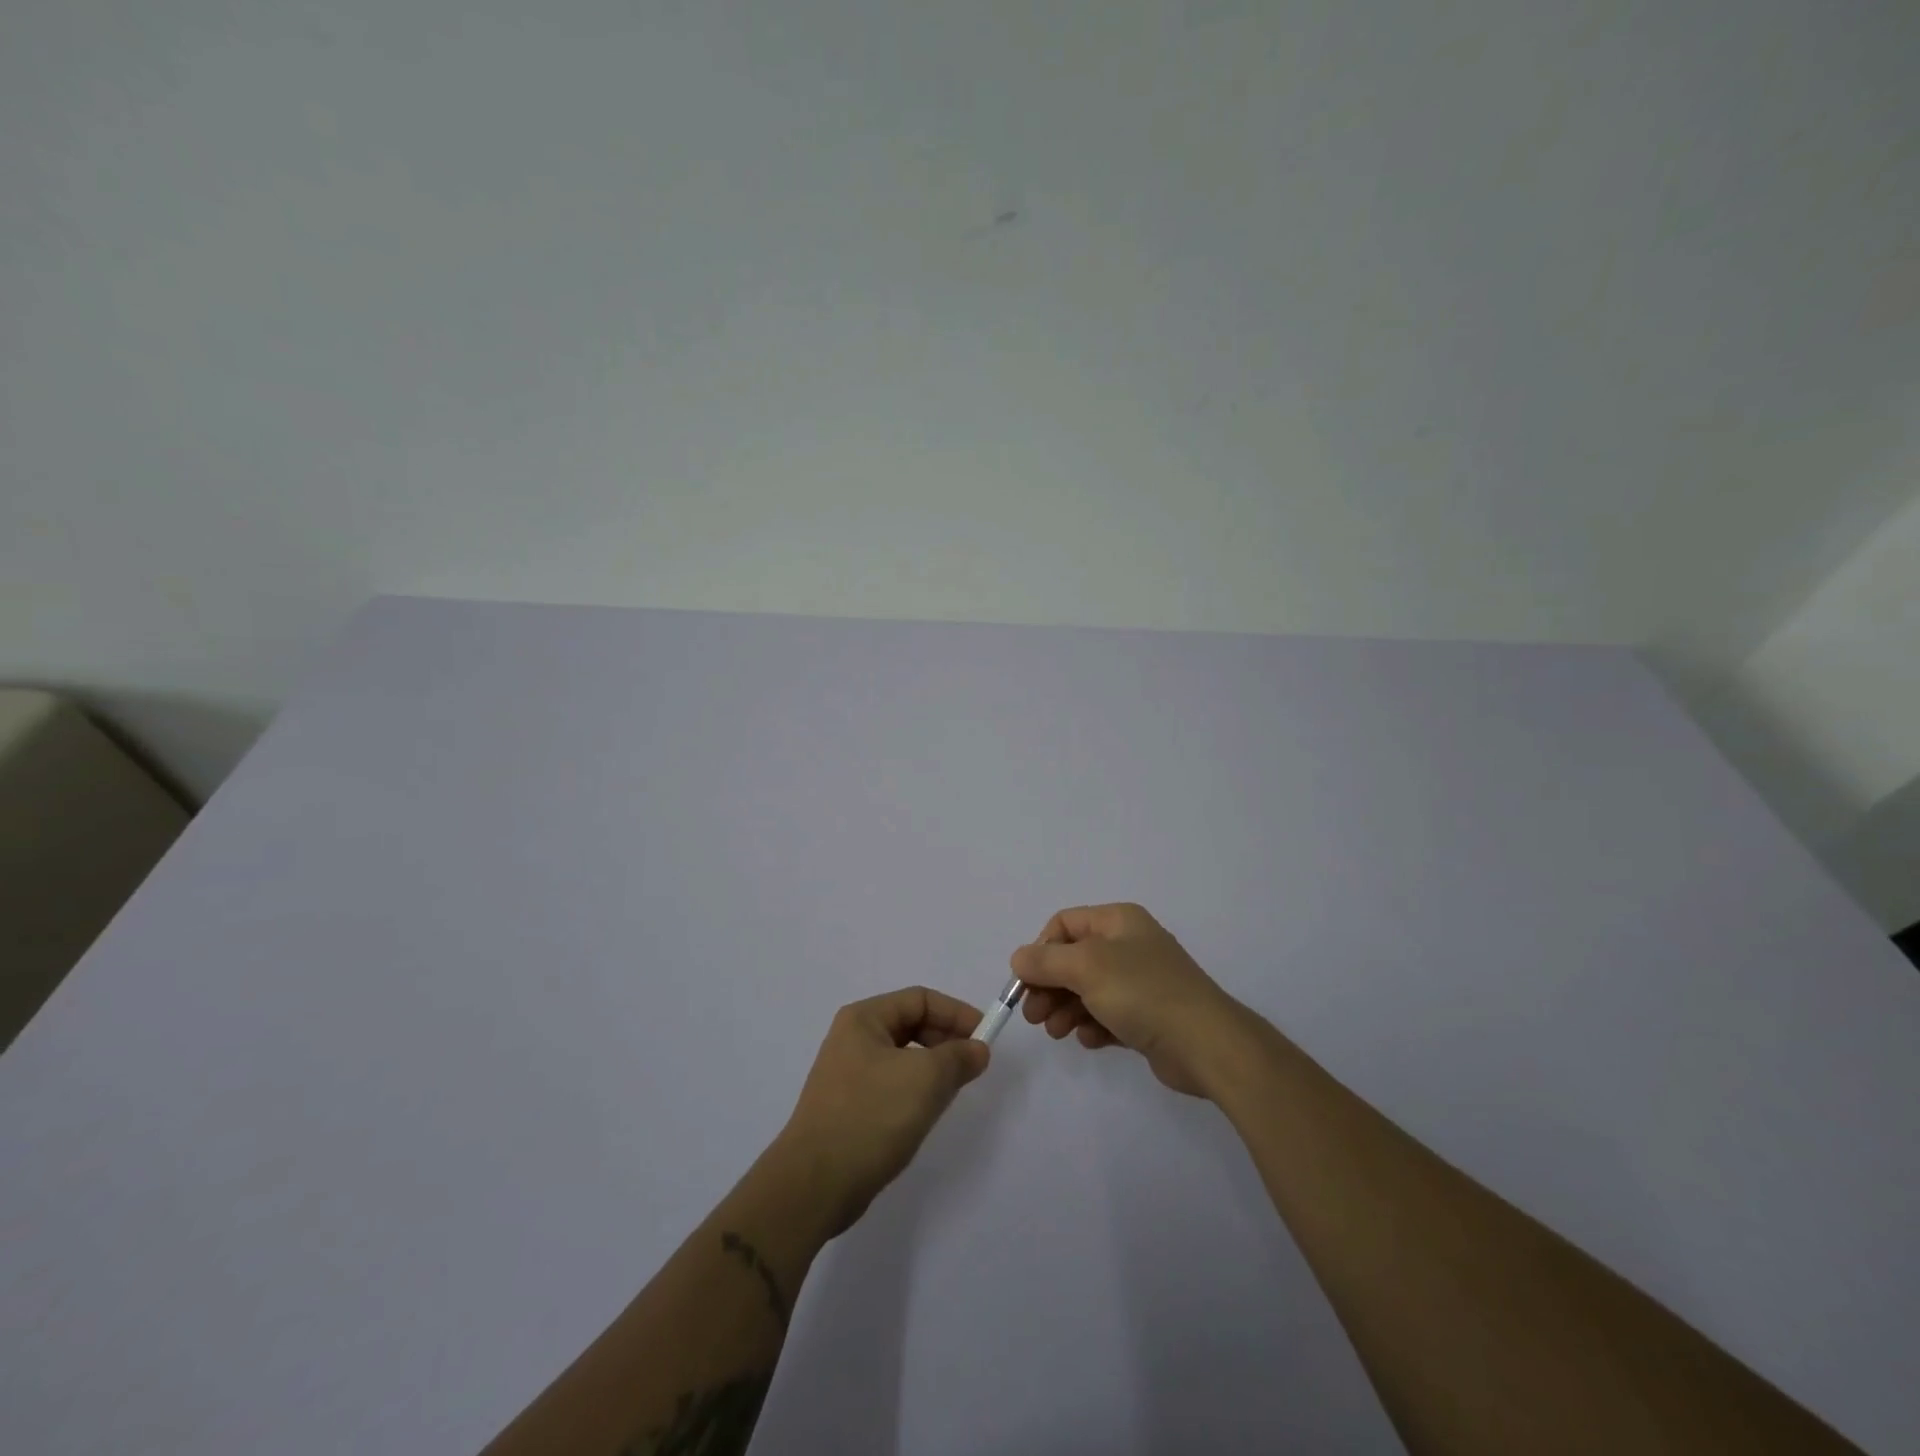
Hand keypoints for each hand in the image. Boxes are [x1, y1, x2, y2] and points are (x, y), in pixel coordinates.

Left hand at [775, 986, 990, 1235]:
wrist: (814, 1185)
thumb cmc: (871, 1117)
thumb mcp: (925, 1080)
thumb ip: (958, 1057)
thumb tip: (978, 1049)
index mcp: (863, 1019)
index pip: (920, 999)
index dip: (956, 1013)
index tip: (985, 1039)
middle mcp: (852, 1038)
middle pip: (910, 1024)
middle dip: (946, 1040)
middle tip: (973, 1065)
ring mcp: (847, 1074)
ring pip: (903, 1057)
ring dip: (933, 1067)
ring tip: (954, 1090)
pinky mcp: (849, 1107)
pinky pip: (892, 1084)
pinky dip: (916, 1090)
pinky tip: (927, 1112)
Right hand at [1011, 903, 1254, 1097]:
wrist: (1206, 1044)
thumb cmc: (1143, 993)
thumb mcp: (1086, 968)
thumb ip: (1045, 961)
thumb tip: (1019, 958)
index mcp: (1118, 921)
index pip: (1064, 925)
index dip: (1041, 950)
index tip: (1027, 981)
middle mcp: (1129, 945)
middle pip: (1073, 960)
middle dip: (1049, 986)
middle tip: (1033, 1016)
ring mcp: (1140, 982)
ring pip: (1087, 991)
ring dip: (1065, 1009)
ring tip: (1057, 1032)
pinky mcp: (1148, 1017)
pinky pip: (1108, 1016)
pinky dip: (1092, 1026)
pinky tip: (1089, 1041)